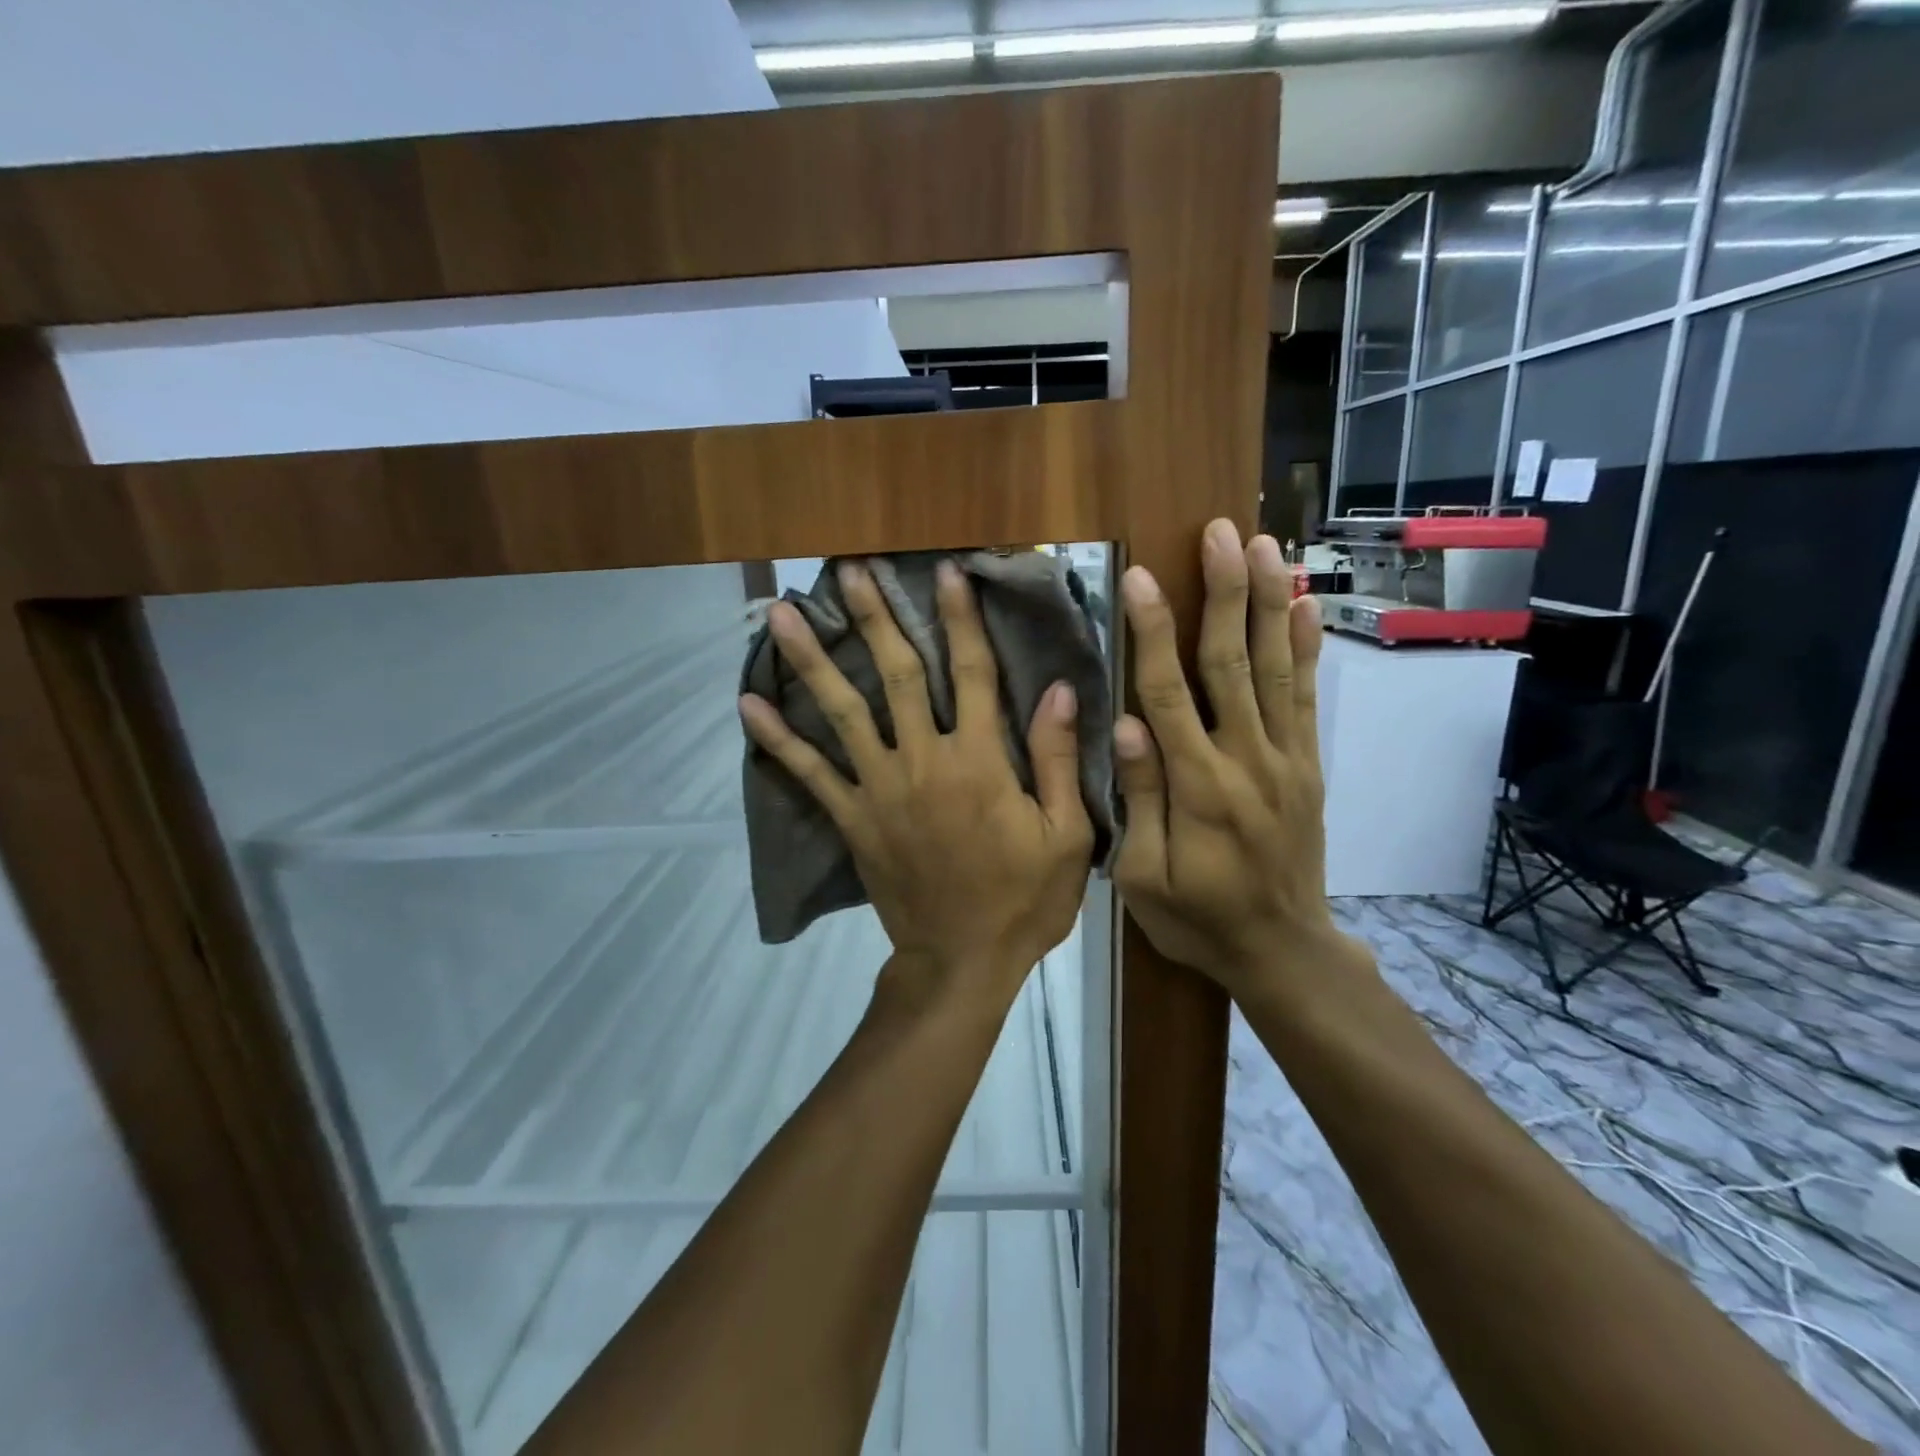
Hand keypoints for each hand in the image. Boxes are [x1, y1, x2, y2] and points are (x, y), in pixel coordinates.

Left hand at [740, 560, 1094, 1009]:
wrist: (961, 963)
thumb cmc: (1022, 900)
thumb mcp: (1066, 835)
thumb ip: (1057, 759)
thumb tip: (1056, 689)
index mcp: (979, 762)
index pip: (971, 673)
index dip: (960, 619)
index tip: (947, 572)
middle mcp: (922, 761)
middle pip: (895, 675)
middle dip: (875, 618)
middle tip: (850, 569)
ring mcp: (878, 789)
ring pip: (840, 712)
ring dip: (811, 659)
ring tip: (779, 614)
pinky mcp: (851, 819)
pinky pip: (808, 774)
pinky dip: (777, 738)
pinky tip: (748, 703)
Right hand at [1112, 519, 1369, 1002]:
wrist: (1281, 950)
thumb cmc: (1197, 917)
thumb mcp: (1144, 877)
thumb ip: (1139, 799)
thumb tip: (1125, 725)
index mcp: (1197, 786)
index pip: (1169, 693)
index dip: (1153, 633)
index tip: (1142, 578)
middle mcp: (1247, 759)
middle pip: (1233, 663)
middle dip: (1224, 593)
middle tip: (1220, 533)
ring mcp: (1285, 758)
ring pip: (1276, 668)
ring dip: (1268, 603)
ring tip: (1264, 546)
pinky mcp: (1308, 765)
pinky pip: (1308, 698)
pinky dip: (1306, 648)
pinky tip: (1303, 605)